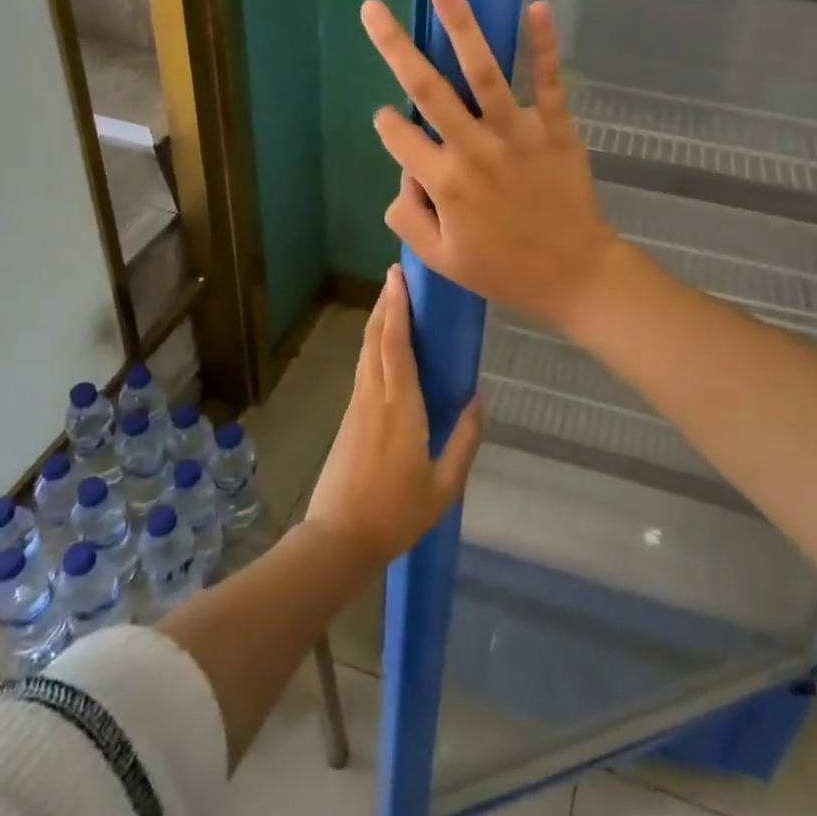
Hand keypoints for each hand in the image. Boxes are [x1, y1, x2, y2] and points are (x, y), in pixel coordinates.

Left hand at [306, 264, 483, 566]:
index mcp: (400, 407)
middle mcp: (374, 396)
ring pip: (366, 351)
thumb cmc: (397, 513)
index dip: (397, 307)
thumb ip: (464, 440)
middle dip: (385, 304)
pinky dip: (374, 345)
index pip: (396, 344)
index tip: (398, 277)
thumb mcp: (444, 485)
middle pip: (376, 338)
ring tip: (392, 301)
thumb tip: (477, 400)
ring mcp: (357, 406)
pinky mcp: (349, 418)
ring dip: (378, 321)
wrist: (339, 538)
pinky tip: (385, 347)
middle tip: (397, 277)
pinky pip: (363, 368)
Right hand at [361, 0, 624, 333]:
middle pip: (429, 90)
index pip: (400, 138)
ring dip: (462, 26)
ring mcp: (518, 135)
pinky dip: (544, 46)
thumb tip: (402, 176)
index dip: (386, 125)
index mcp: (446, 183)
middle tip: (373, 10)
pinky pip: (548, 84)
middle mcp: (476, 149)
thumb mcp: (441, 260)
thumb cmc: (504, 271)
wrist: (575, 275)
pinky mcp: (556, 130)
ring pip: (484, 73)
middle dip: (395, 47)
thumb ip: (408, 218)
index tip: (386, 118)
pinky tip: (536, 8)